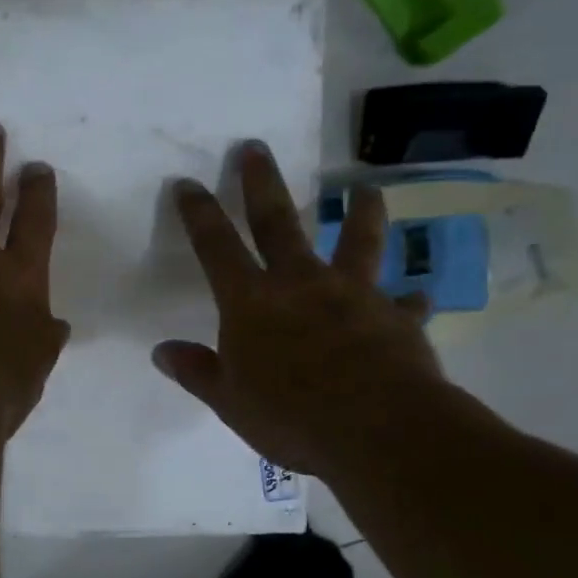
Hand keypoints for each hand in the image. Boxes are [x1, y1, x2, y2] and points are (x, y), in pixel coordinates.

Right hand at [153, 144, 447, 480]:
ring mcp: (354, 294)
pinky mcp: (397, 317)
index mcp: (251, 301)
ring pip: (358, 241)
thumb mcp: (230, 401)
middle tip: (256, 147)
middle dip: (263, 183)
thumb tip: (161, 351)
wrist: (377, 429)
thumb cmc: (290, 416)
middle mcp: (301, 283)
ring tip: (366, 189)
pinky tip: (416, 297)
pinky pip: (404, 304)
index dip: (199, 214)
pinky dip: (408, 300)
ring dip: (361, 212)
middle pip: (278, 223)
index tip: (188, 183)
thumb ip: (198, 372)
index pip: (216, 247)